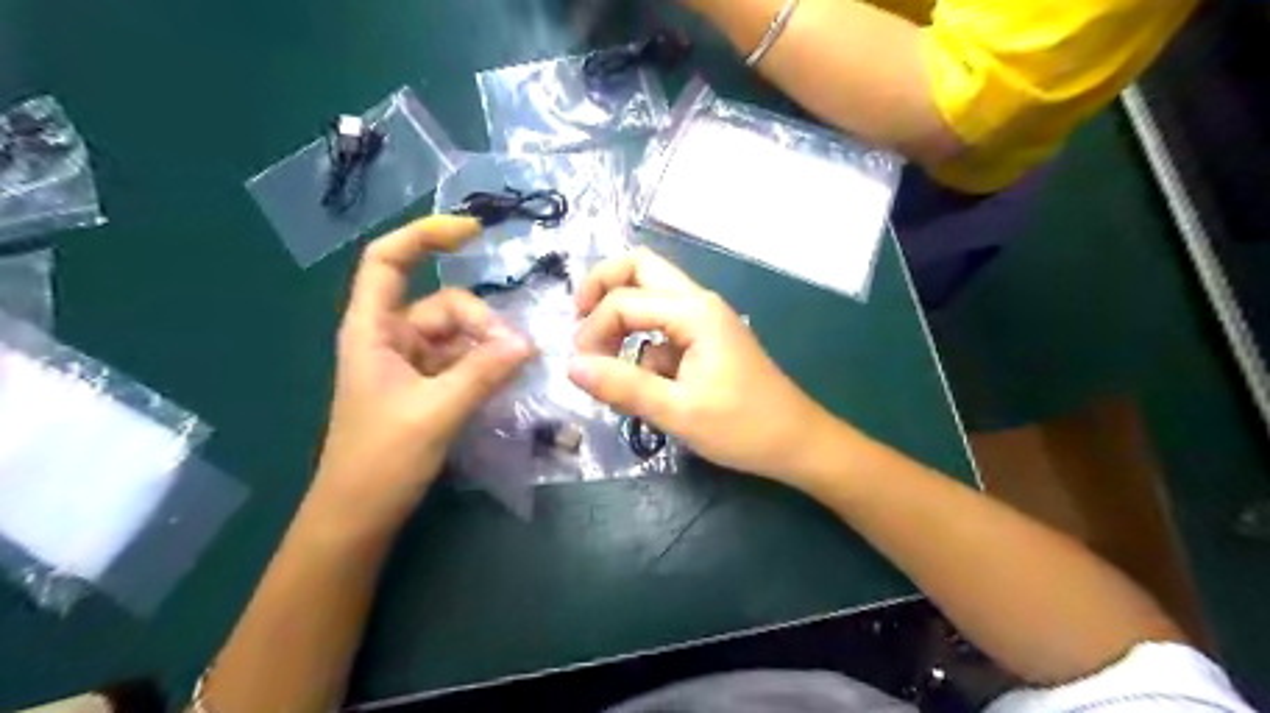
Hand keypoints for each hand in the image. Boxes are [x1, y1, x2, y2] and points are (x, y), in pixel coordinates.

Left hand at [310, 213, 530, 532]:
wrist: (360, 513)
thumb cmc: (381, 459)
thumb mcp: (436, 411)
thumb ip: (482, 372)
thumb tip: (527, 342)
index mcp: (373, 330)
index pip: (388, 261)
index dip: (425, 235)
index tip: (474, 231)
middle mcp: (390, 337)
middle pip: (444, 304)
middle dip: (482, 322)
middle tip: (516, 354)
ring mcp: (410, 363)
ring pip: (459, 334)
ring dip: (489, 347)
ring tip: (515, 370)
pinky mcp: (426, 385)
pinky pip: (463, 360)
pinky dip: (485, 365)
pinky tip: (505, 380)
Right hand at [569, 248, 830, 482]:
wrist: (797, 442)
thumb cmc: (743, 427)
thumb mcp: (678, 412)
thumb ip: (623, 386)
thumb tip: (571, 366)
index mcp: (694, 311)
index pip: (624, 301)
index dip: (593, 330)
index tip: (580, 368)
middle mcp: (698, 302)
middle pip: (639, 268)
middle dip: (601, 289)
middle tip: (579, 324)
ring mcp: (704, 319)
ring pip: (650, 294)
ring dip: (622, 317)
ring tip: (608, 363)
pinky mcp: (705, 339)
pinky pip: (662, 326)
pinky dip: (642, 344)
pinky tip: (643, 383)